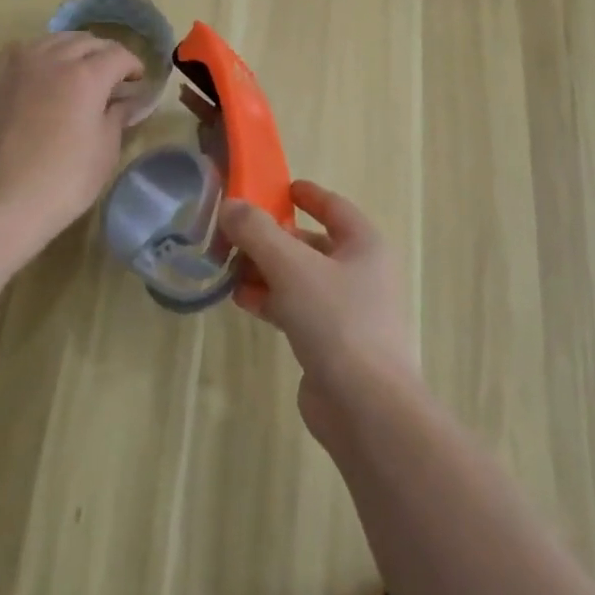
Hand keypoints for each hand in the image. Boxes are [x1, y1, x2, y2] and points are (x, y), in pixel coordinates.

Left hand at [0, 33, 144, 245]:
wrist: (0, 203)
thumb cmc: (64, 181)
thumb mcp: (105, 150)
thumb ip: (119, 115)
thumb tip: (129, 100)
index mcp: (86, 76)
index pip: (118, 55)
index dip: (134, 66)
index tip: (138, 83)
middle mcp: (52, 60)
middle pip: (87, 42)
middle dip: (106, 55)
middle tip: (114, 79)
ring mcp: (18, 66)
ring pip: (53, 40)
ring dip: (73, 50)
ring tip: (79, 73)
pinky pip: (20, 51)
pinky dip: (38, 54)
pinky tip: (41, 71)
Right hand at [219, 181, 419, 445]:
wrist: (365, 406)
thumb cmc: (337, 320)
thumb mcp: (292, 266)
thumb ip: (257, 232)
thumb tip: (230, 206)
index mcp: (365, 245)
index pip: (334, 206)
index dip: (306, 194)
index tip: (277, 188)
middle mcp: (361, 273)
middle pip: (311, 243)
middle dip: (273, 237)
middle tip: (234, 232)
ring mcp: (347, 310)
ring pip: (300, 278)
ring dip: (266, 270)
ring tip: (228, 265)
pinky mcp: (331, 343)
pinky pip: (296, 308)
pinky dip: (271, 299)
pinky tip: (242, 300)